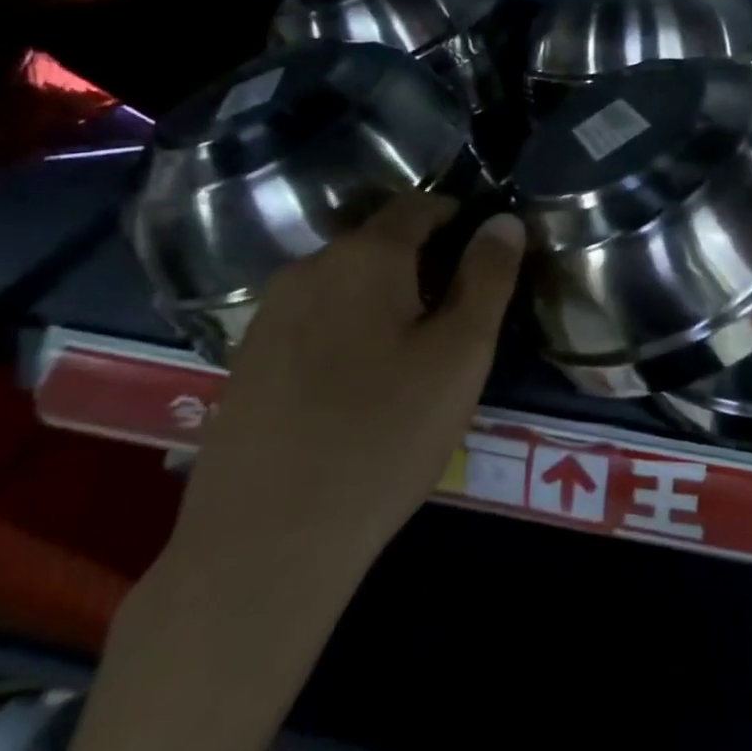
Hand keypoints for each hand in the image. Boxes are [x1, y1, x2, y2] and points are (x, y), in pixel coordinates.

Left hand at [163, 193, 525, 603]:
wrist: (264, 544)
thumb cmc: (384, 435)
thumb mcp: (461, 354)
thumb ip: (488, 277)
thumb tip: (504, 221)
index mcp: (365, 256)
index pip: (419, 205)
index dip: (458, 218)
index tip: (485, 254)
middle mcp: (309, 268)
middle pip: (380, 244)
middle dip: (424, 264)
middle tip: (458, 319)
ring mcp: (269, 315)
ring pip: (345, 284)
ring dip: (384, 299)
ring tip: (412, 356)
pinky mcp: (247, 360)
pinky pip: (314, 321)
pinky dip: (347, 330)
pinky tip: (359, 386)